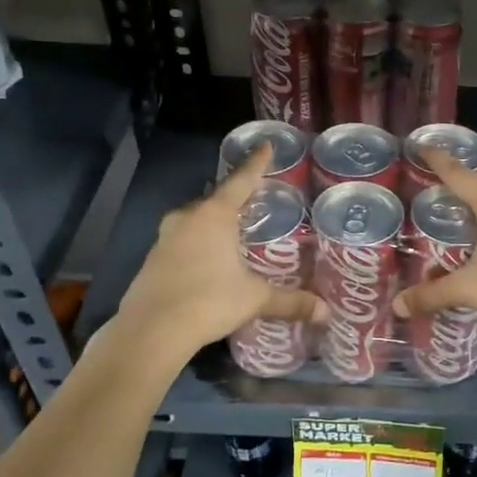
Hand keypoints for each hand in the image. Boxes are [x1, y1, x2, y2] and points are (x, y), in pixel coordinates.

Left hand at [115, 145, 325, 359]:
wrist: (151, 330)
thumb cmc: (208, 301)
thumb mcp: (254, 299)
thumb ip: (289, 301)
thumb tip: (326, 313)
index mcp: (215, 215)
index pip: (241, 180)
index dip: (256, 163)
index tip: (266, 145)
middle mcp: (188, 217)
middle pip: (216, 198)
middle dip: (234, 197)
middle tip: (255, 198)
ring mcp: (165, 237)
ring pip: (196, 219)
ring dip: (214, 221)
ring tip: (234, 229)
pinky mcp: (153, 258)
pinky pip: (183, 239)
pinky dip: (199, 241)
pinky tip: (209, 258)